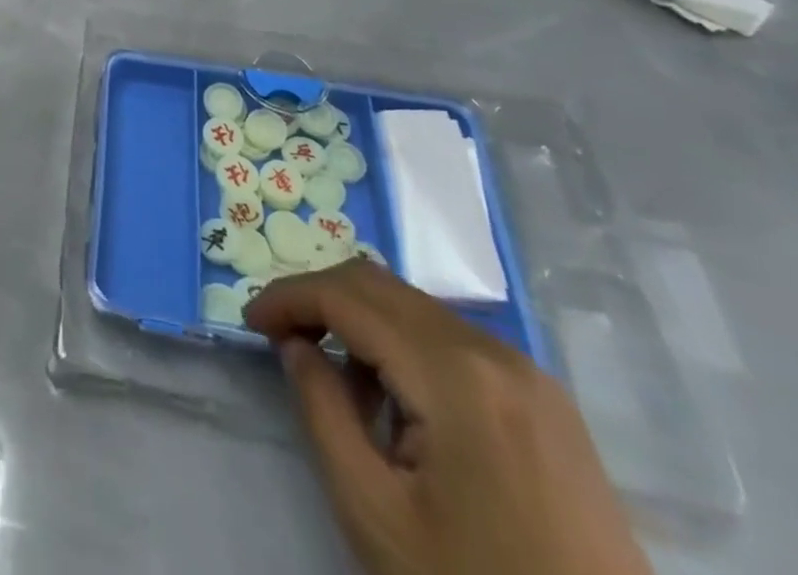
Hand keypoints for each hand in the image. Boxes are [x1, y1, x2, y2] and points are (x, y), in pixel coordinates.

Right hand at [246, 261, 651, 574]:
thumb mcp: (374, 511)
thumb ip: (321, 410)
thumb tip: (295, 345)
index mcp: (455, 374)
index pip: (348, 296)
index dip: (289, 297)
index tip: (250, 322)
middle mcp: (495, 352)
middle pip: (381, 286)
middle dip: (320, 299)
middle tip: (280, 337)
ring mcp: (529, 374)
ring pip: (415, 308)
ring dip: (361, 323)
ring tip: (337, 383)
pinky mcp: (546, 401)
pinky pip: (453, 340)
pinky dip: (404, 347)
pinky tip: (395, 403)